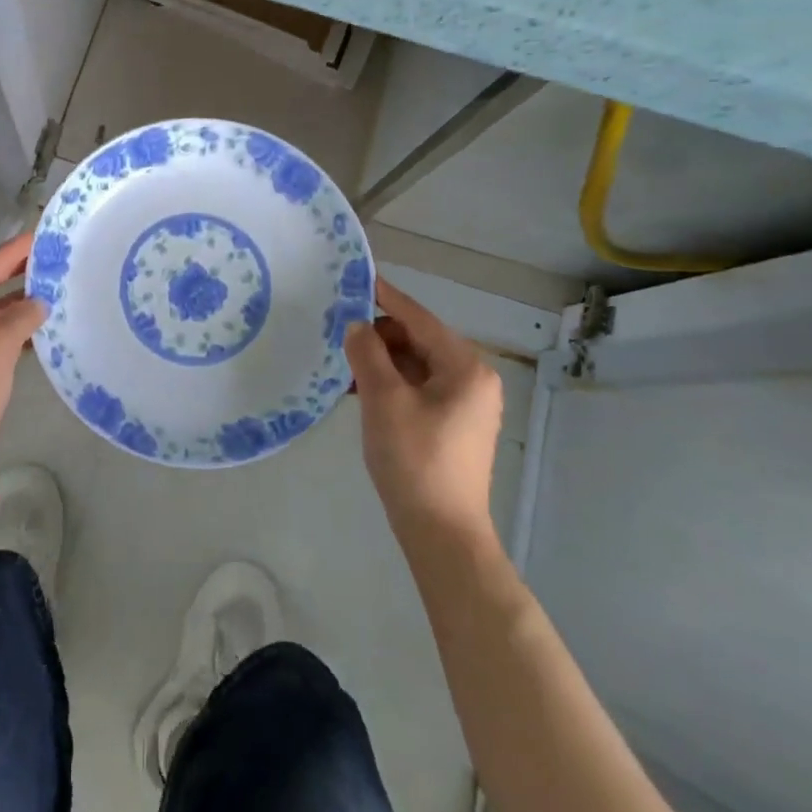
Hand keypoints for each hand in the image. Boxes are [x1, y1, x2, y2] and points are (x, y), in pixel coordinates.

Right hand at [343, 278, 504, 543]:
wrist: (441, 533)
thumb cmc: (415, 459)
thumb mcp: (384, 400)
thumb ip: (367, 354)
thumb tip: (356, 325)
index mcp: (465, 367)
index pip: (419, 319)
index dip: (386, 298)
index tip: (358, 279)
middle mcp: (472, 379)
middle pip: (419, 340)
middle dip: (380, 334)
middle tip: (339, 330)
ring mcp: (465, 405)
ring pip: (416, 366)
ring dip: (382, 360)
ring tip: (343, 359)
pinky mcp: (452, 425)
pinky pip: (418, 388)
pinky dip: (391, 383)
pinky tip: (359, 388)